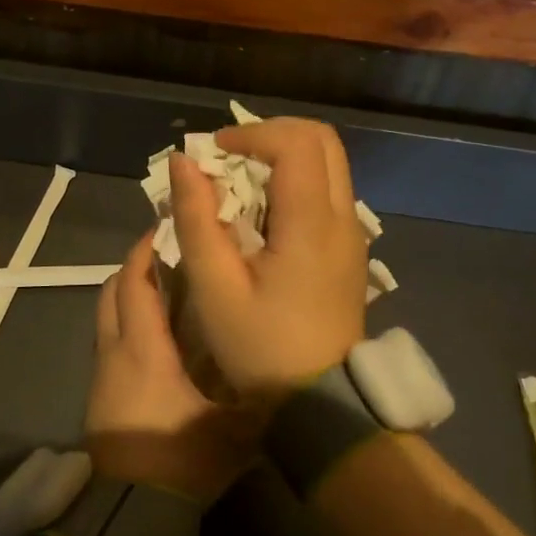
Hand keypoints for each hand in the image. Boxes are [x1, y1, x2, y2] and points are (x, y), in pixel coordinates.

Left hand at [85, 232, 258, 502]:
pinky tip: (155, 339)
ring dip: (128, 296)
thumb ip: (258, 391)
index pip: (136, 284)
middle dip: (135, 267)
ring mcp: (102, 376)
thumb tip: (286, 364)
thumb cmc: (182, 460)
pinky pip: (108, 343)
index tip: (168, 229)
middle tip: (168, 255)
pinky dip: (125, 325)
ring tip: (164, 291)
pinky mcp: (98, 398)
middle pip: (112, 292)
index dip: (147, 251)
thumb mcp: (235, 427)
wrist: (130, 514)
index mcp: (146, 349)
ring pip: (106, 317)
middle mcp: (116, 352)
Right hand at [168, 117, 367, 403]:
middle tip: (230, 157)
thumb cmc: (263, 348)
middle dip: (271, 134)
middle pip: (321, 139)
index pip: (296, 142)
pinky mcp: (349, 248)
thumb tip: (183, 162)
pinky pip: (328, 189)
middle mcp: (343, 217)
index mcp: (312, 223)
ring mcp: (352, 232)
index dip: (252, 133)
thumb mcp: (215, 288)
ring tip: (240, 183)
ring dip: (284, 156)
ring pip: (328, 162)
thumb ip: (196, 219)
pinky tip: (262, 212)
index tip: (214, 153)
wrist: (322, 401)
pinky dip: (295, 180)